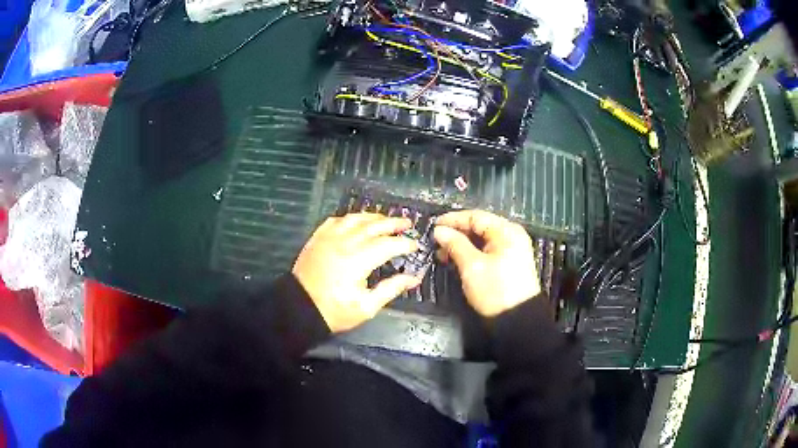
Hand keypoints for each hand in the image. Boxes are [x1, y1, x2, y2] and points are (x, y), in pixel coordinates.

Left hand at [293, 213, 421, 332]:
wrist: (299, 308)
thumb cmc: (334, 311)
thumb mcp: (366, 307)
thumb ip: (391, 289)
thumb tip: (412, 279)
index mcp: (359, 260)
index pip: (388, 245)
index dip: (405, 244)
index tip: (415, 246)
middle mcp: (345, 242)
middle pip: (374, 226)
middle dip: (393, 223)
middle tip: (407, 224)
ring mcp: (329, 237)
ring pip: (355, 218)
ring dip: (373, 217)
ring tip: (385, 220)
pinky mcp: (317, 238)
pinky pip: (336, 220)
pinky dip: (350, 218)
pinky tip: (356, 222)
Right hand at [433, 210, 540, 316]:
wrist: (517, 319)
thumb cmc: (495, 290)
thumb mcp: (472, 266)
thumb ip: (455, 244)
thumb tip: (439, 231)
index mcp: (506, 231)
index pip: (475, 217)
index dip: (453, 220)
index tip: (433, 226)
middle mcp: (510, 236)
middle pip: (479, 227)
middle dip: (456, 233)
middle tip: (435, 242)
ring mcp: (510, 250)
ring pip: (481, 240)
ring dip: (461, 245)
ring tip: (442, 254)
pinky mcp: (507, 263)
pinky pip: (485, 251)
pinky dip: (470, 254)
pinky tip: (455, 260)